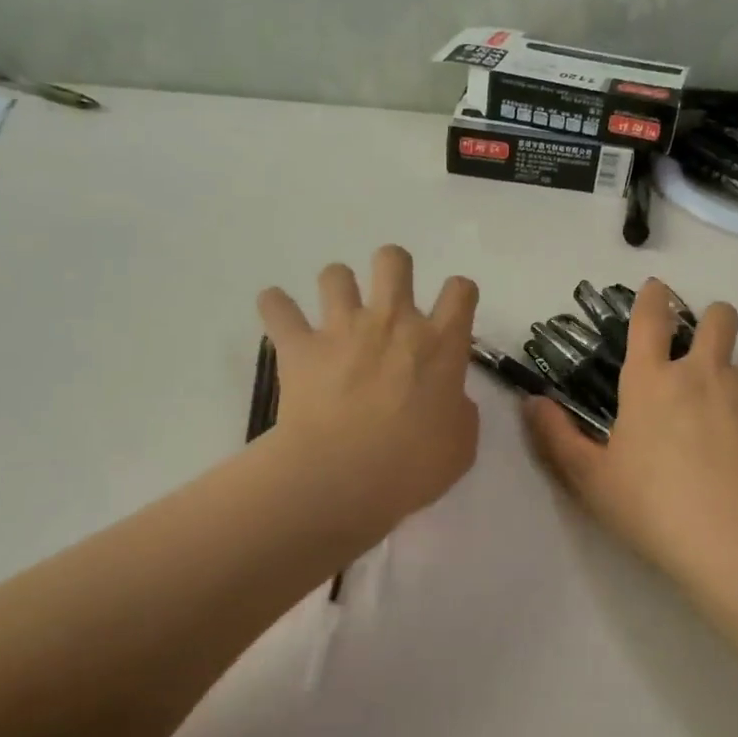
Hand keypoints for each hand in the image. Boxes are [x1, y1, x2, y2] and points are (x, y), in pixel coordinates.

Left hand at [257, 246, 479, 540]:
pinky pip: (277, 308)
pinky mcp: (300, 346)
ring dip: (337, 286)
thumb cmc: (411, 465)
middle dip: (393, 267)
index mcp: (439, 344)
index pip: (460, 291)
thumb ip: (460, 412)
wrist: (342, 476)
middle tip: (389, 297)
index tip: (452, 310)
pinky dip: (276, 306)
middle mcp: (393, 322)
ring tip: (335, 310)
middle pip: (393, 260)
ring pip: (336, 274)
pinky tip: (277, 311)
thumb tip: (452, 400)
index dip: (459, 294)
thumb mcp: (461, 446)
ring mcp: (343, 329)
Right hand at [524, 280, 737, 576]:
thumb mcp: (590, 479)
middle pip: (718, 317)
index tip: (657, 287)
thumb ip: (557, 438)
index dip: (652, 297)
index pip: (649, 320)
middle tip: (710, 344)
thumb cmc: (653, 507)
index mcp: (651, 381)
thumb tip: (531, 402)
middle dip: (715, 321)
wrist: (734, 536)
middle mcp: (703, 371)